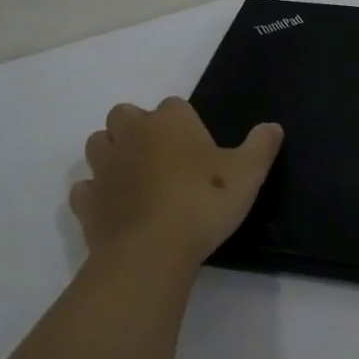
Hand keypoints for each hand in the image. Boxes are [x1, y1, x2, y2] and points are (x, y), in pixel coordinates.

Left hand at [73, 98, 283, 269]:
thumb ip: (261, 146)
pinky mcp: (87, 202)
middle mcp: (132, 134)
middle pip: (125, 115)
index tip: (199, 148)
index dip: (186, 123)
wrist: (151, 252)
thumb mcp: (248, 174)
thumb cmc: (203, 202)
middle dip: (138, 128)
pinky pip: (85, 188)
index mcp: (170, 120)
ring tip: (136, 177)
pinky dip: (96, 193)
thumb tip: (273, 127)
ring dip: (112, 153)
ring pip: (98, 144)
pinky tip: (115, 208)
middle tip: (163, 156)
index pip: (175, 105)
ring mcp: (104, 168)